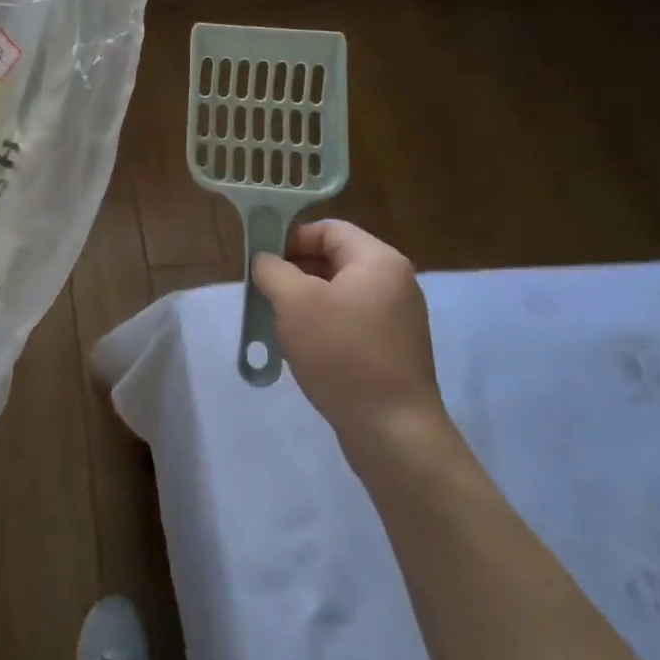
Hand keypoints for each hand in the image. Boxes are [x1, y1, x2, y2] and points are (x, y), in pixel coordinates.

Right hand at [252, 221, 446, 461]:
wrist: (392, 430)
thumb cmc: (341, 353)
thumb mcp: (294, 302)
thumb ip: (272, 270)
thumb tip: (266, 261)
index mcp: (378, 260)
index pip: (327, 229)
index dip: (290, 238)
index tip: (262, 263)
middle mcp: (394, 281)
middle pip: (334, 258)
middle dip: (294, 271)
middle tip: (264, 293)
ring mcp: (398, 317)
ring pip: (339, 292)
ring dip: (305, 301)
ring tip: (279, 323)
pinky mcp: (393, 347)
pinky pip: (351, 319)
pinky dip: (323, 324)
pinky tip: (305, 348)